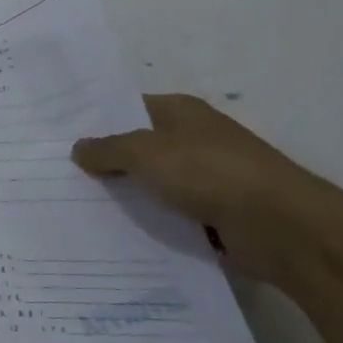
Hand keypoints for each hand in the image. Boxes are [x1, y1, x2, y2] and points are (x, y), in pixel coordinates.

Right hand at [71, 94, 342, 293]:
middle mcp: (194, 139)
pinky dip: (149, 223)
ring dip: (126, 196)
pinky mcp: (215, 215)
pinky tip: (115, 234)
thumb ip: (107, 150)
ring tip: (76, 207)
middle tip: (59, 175)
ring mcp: (207, 178)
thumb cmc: (211, 173)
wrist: (283, 227)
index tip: (59, 137)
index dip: (96, 121)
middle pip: (138, 148)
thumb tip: (78, 148)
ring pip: (152, 184)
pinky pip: (169, 215)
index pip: (128, 109)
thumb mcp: (145, 153)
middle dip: (105, 162)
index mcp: (181, 112)